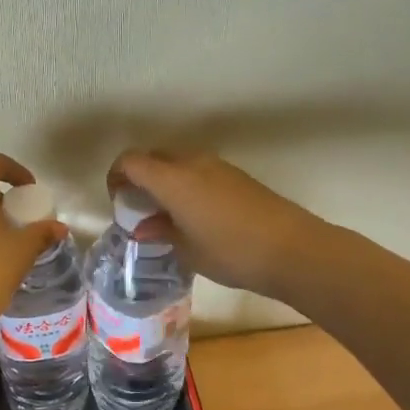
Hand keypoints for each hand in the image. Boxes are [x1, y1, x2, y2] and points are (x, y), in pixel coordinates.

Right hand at [106, 150, 324, 300]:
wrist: (293, 249)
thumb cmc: (230, 252)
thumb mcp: (187, 249)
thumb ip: (160, 231)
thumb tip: (143, 226)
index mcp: (172, 178)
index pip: (130, 161)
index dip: (116, 177)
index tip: (119, 202)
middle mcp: (192, 163)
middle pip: (153, 157)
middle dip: (140, 177)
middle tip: (141, 209)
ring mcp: (218, 166)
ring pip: (178, 163)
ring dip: (165, 181)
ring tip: (168, 215)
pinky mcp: (237, 176)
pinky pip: (199, 171)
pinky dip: (187, 185)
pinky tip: (196, 217)